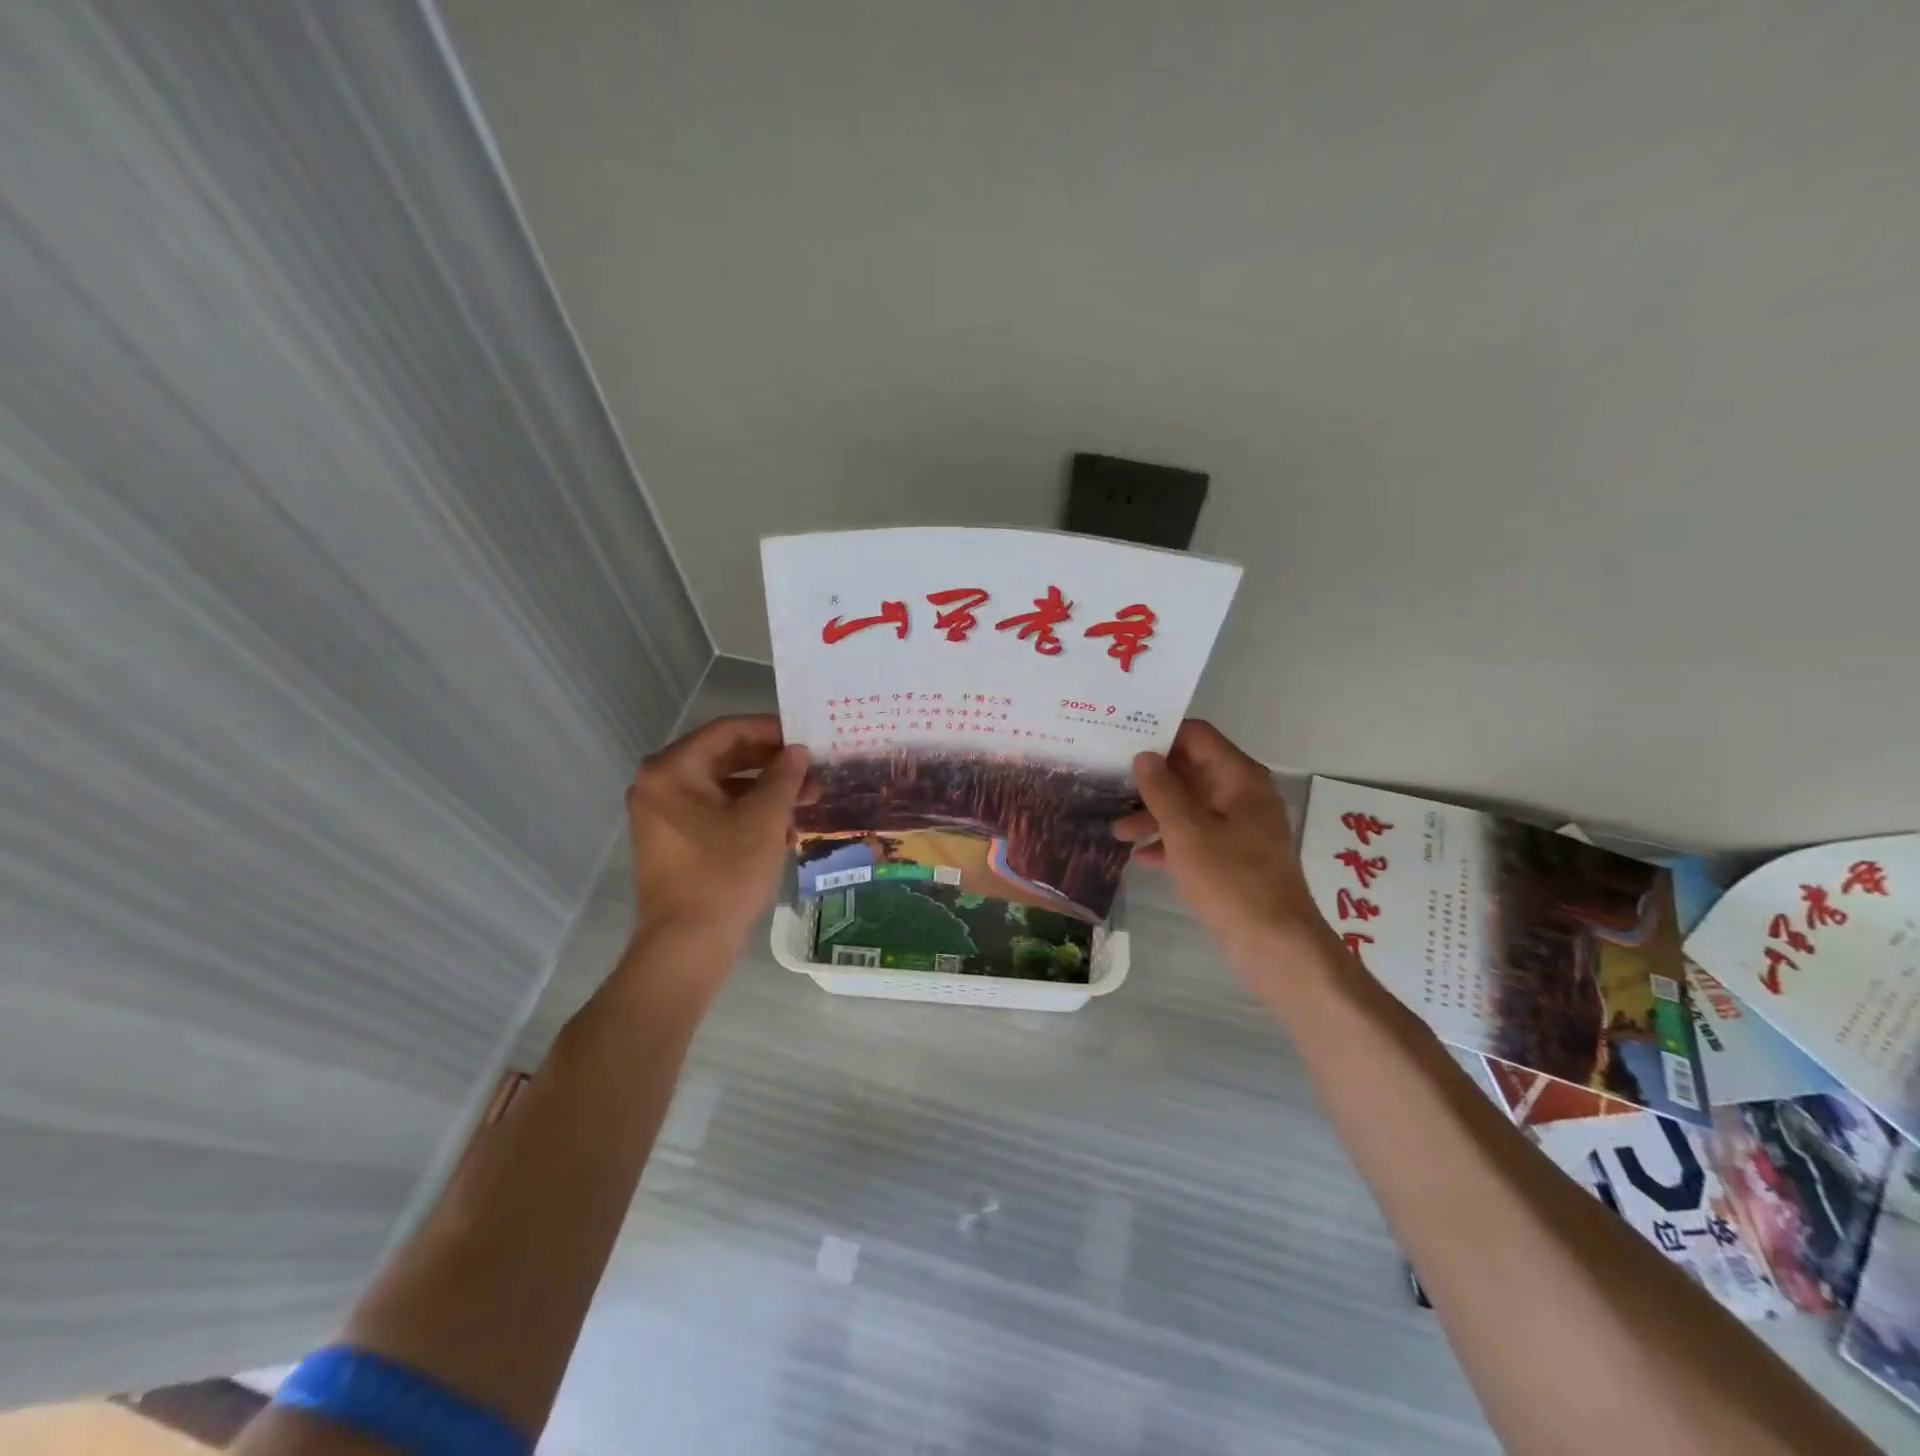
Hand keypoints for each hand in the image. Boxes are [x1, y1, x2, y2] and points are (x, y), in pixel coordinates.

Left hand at [625, 715, 810, 954]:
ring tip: (805, 802)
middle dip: (771, 764)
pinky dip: (745, 813)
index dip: (770, 730)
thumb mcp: (764, 818)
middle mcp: (658, 784)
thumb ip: (783, 776)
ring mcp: (660, 815)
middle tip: (811, 772)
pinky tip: (782, 830)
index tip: (805, 737)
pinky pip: (711, 812)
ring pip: (721, 787)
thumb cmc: (725, 872)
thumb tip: (797, 751)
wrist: (687, 944)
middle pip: (723, 758)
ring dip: (763, 791)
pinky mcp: (670, 841)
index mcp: (672, 769)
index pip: (727, 731)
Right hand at [1113, 720, 1336, 988]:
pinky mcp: (1235, 856)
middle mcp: (1242, 794)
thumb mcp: (1187, 832)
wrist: (1275, 944)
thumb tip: (1144, 756)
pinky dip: (1171, 840)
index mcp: (1239, 778)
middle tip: (1109, 782)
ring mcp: (1241, 826)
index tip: (1121, 741)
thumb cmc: (1231, 880)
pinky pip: (1198, 835)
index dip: (1160, 735)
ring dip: (1155, 814)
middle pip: (1191, 770)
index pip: (1197, 736)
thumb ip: (1162, 790)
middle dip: (1150, 780)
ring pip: (1191, 806)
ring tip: (1116, 831)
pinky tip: (1140, 856)